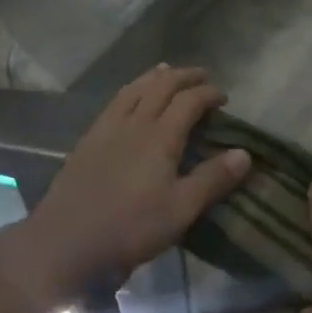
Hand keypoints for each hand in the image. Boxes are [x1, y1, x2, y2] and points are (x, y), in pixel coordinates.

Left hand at [22, 66, 249, 297]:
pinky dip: (130, 90)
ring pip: (133, 89)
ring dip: (154, 77)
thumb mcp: (181, 209)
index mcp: (160, 136)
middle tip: (201, 76)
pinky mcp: (88, 141)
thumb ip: (212, 179)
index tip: (223, 97)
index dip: (208, 93)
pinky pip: (114, 102)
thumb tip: (244, 153)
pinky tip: (130, 98)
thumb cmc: (131, 228)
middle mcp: (134, 123)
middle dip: (184, 76)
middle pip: (160, 86)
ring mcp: (106, 129)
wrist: (67, 241)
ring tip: (166, 71)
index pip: (188, 101)